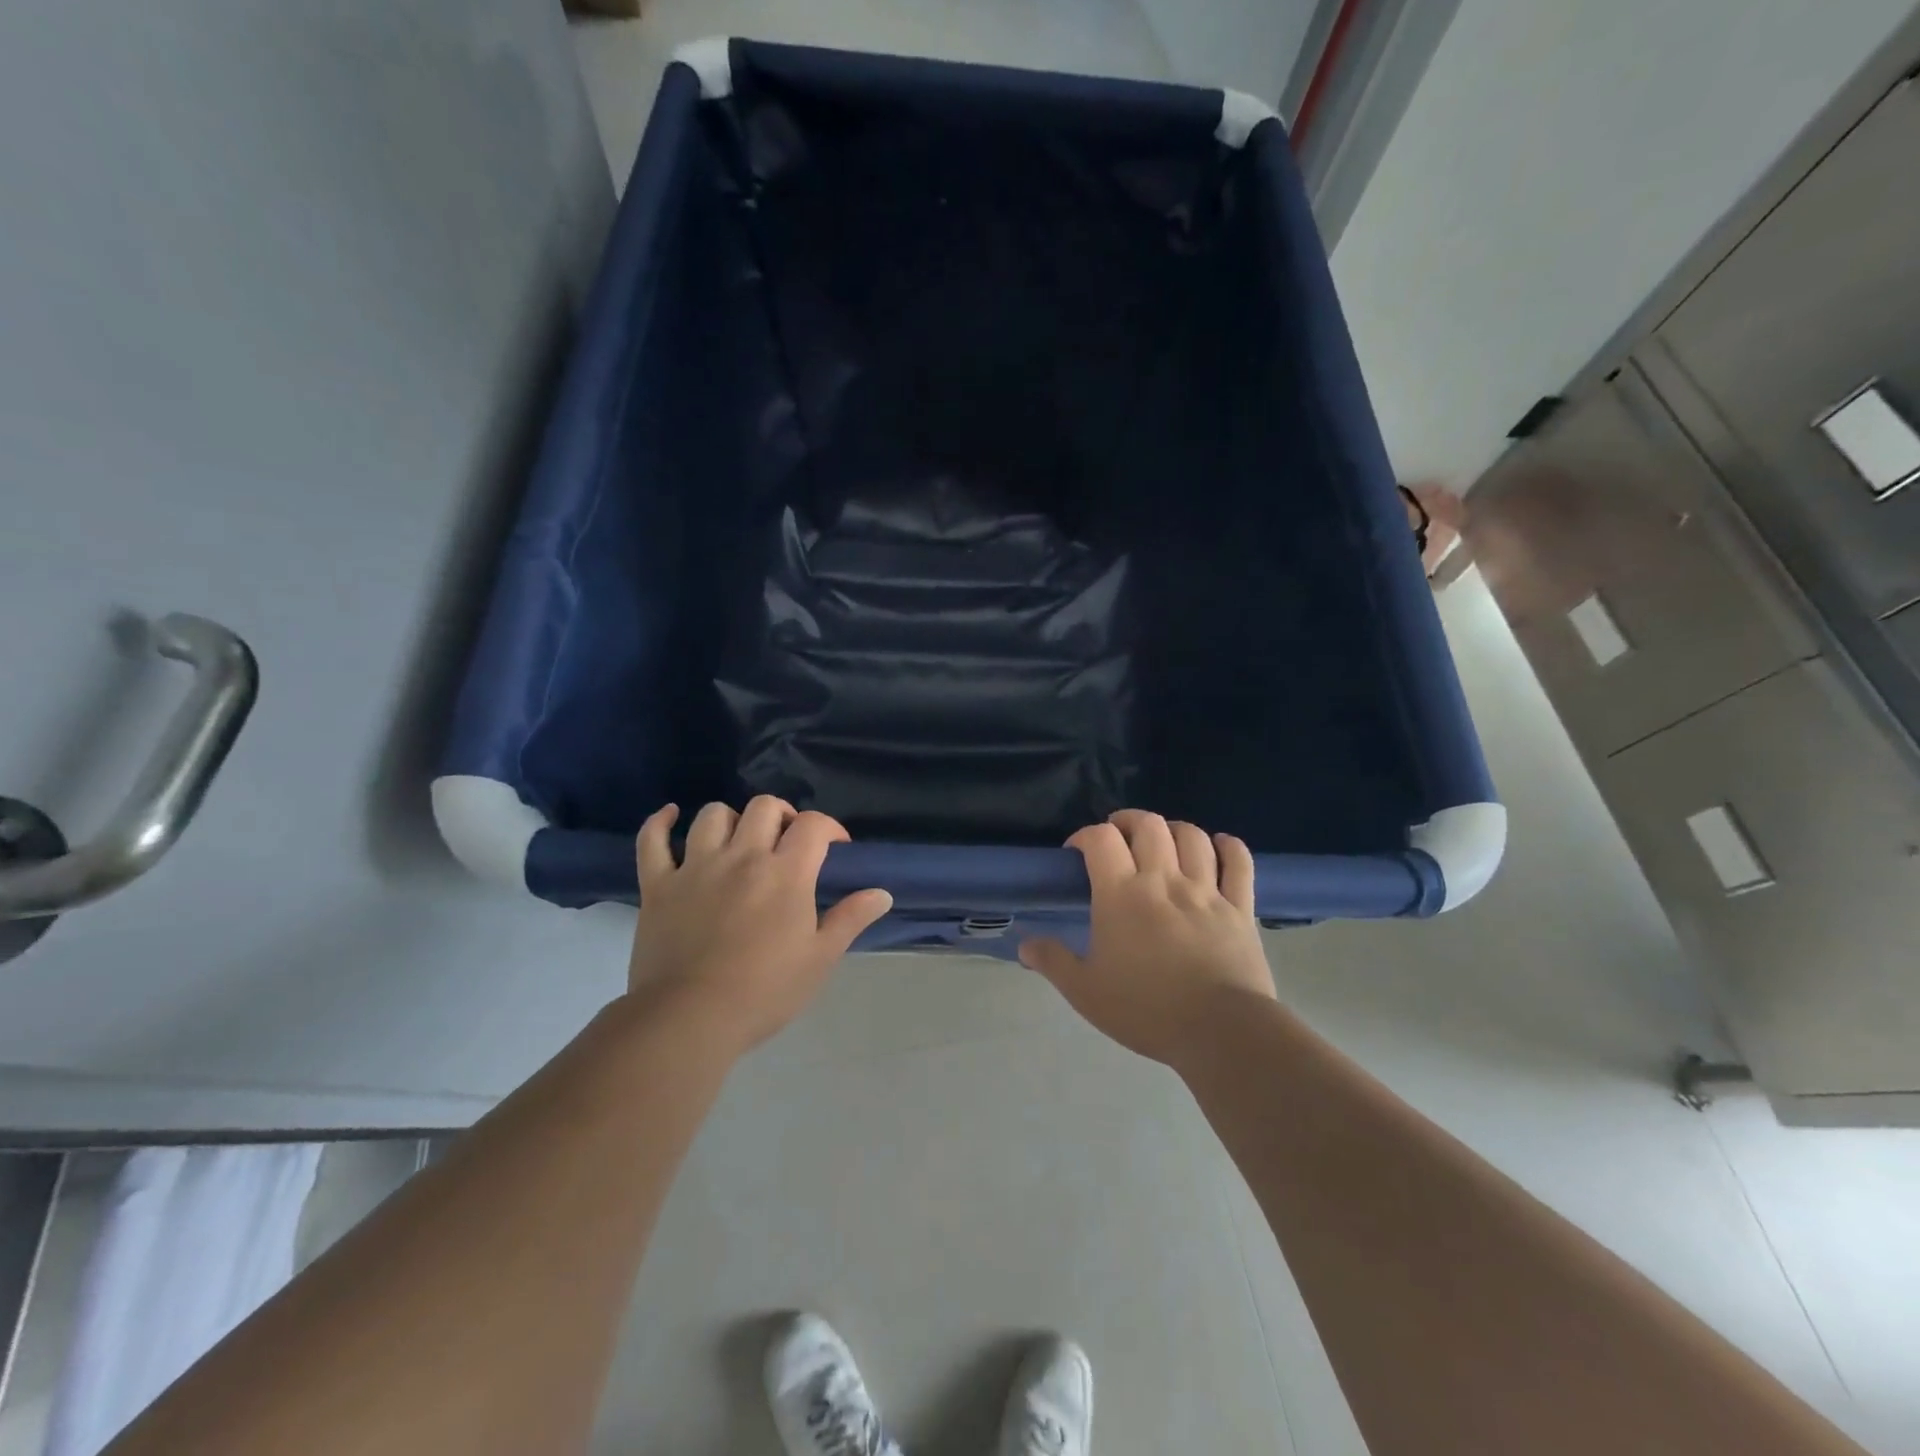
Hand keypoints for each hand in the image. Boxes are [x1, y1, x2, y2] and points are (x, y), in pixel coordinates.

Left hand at [628, 797, 892, 1051]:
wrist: (690, 1019)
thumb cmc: (764, 991)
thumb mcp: (819, 959)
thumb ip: (850, 919)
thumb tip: (882, 893)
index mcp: (785, 873)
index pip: (813, 825)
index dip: (829, 827)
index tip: (835, 846)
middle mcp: (742, 857)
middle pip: (764, 807)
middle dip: (782, 816)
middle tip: (787, 841)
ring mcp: (696, 867)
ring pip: (713, 815)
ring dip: (731, 819)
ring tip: (738, 840)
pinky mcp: (658, 884)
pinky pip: (652, 840)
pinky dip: (659, 824)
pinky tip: (670, 817)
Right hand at [1019, 810, 1274, 1065]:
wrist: (1221, 1031)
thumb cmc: (1147, 1010)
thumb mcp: (1086, 992)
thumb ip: (1054, 962)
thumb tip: (1025, 945)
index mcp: (1122, 894)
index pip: (1101, 839)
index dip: (1086, 835)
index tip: (1077, 852)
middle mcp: (1163, 880)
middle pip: (1148, 825)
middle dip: (1128, 821)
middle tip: (1119, 837)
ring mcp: (1206, 890)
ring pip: (1192, 836)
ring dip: (1173, 829)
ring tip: (1163, 840)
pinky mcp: (1240, 907)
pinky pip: (1238, 861)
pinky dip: (1228, 846)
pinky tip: (1219, 845)